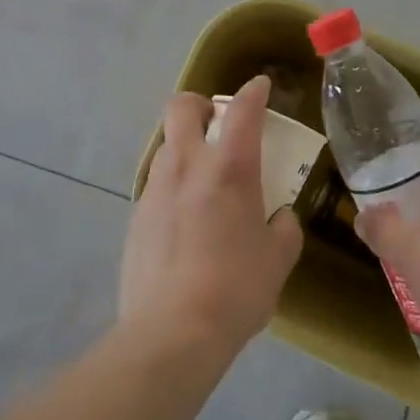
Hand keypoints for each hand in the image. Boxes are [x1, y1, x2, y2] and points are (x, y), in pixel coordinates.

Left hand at [119, 76, 304, 352]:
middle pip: (181, 106)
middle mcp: (187, 165)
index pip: (242, 110)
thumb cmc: (235, 289)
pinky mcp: (136, 216)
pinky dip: (173, 186)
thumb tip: (279, 217)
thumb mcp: (278, 259)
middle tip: (216, 124)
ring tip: (203, 179)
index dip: (253, 91)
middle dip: (199, 104)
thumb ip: (284, 228)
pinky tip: (184, 219)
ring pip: (167, 144)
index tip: (260, 86)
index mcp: (228, 168)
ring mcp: (156, 188)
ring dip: (186, 147)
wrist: (171, 333)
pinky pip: (157, 183)